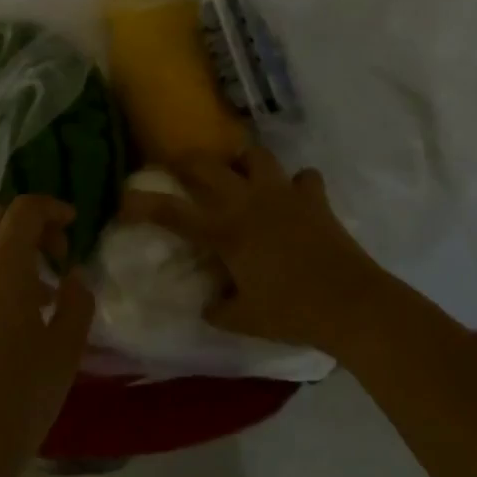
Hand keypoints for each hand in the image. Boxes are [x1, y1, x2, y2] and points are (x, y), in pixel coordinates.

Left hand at [0, 196, 94, 476]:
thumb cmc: (18, 396)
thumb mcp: (65, 350)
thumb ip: (77, 302)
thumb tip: (71, 278)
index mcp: (1, 264)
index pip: (25, 210)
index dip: (52, 208)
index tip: (72, 225)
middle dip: (28, 230)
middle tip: (55, 258)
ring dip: (5, 260)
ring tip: (32, 301)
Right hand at [125, 148, 386, 352]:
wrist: (351, 304)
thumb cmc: (292, 312)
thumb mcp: (245, 320)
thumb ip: (218, 309)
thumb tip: (208, 303)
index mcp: (226, 230)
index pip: (173, 212)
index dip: (144, 204)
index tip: (124, 197)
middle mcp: (248, 201)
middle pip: (207, 165)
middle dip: (186, 161)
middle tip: (178, 167)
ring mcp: (283, 193)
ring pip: (255, 156)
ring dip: (244, 162)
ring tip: (241, 175)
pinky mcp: (313, 198)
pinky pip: (304, 179)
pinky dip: (298, 185)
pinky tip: (295, 197)